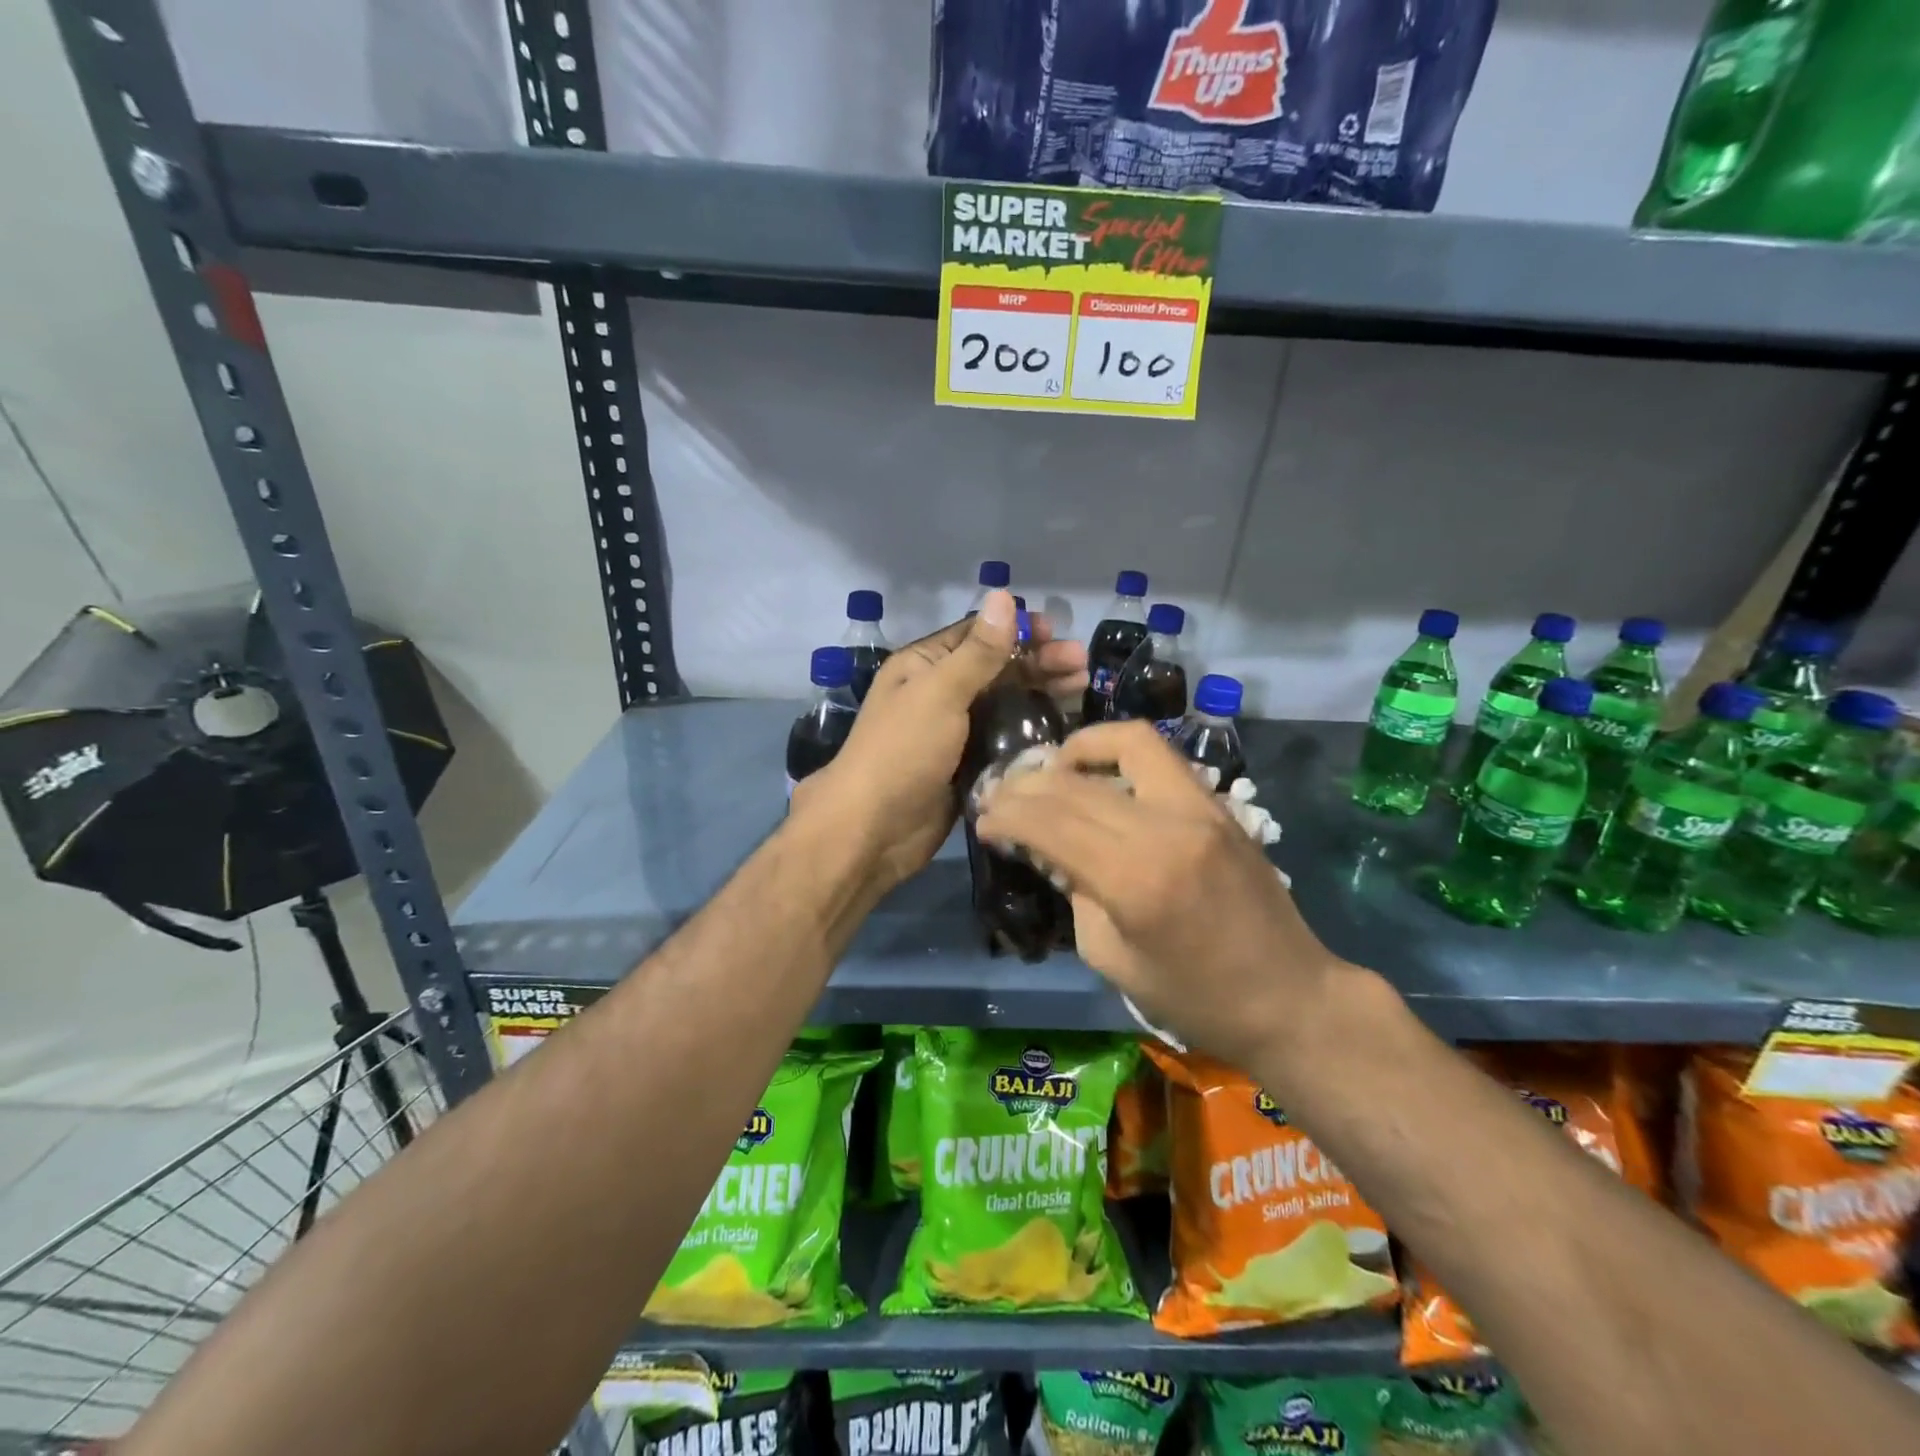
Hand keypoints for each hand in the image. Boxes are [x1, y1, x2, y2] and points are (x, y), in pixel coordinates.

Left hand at [793, 590, 1086, 891]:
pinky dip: (1031, 732)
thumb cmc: (902, 751)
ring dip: (1040, 694)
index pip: (977, 635)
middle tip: (1081, 666)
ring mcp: (954, 732)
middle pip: (996, 669)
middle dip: (1038, 662)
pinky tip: (1062, 728)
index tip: (1057, 631)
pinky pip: (1004, 740)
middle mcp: (939, 693)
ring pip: (1005, 704)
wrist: (873, 830)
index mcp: (924, 666)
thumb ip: (977, 651)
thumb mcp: (939, 693)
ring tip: (1080, 690)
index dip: (1017, 629)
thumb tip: (1002, 595)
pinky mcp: (968, 766)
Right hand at [974, 721, 1344, 1070]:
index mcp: (1134, 880)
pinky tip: (1099, 775)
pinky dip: (1119, 754)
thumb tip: (1051, 851)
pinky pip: (1159, 758)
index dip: (1007, 815)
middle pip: (1076, 784)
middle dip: (1026, 785)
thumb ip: (1076, 893)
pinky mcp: (1218, 804)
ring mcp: (1200, 808)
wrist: (1290, 998)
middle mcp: (1165, 828)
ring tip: (1052, 769)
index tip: (983, 820)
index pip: (1050, 823)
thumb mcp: (1111, 959)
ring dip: (1077, 748)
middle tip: (1001, 795)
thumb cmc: (1194, 998)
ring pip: (1126, 743)